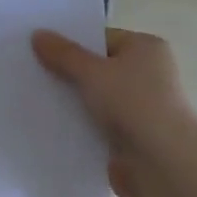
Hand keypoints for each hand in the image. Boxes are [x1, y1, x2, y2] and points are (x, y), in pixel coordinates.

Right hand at [32, 28, 196, 196]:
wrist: (162, 162)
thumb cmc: (132, 103)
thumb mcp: (91, 71)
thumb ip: (63, 54)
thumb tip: (38, 34)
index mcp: (146, 48)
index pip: (102, 39)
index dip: (72, 43)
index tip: (40, 49)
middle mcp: (148, 74)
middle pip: (98, 68)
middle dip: (69, 73)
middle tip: (33, 73)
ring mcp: (141, 108)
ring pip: (97, 99)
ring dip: (74, 102)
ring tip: (36, 99)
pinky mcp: (133, 137)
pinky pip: (99, 125)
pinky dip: (81, 126)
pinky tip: (53, 126)